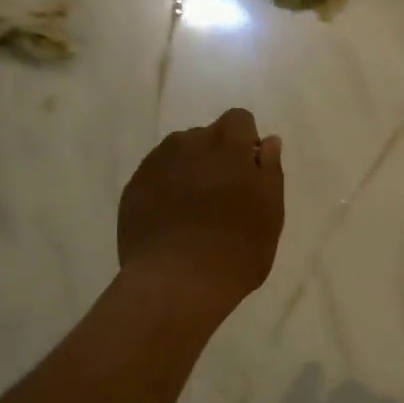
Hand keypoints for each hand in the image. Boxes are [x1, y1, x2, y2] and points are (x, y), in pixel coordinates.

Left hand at [118, 108, 284, 316]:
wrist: (176, 282)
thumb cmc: (237, 249)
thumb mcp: (271, 212)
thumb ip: (269, 169)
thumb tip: (267, 142)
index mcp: (227, 144)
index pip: (239, 120)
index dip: (245, 143)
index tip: (248, 174)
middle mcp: (188, 143)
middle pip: (206, 136)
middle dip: (215, 157)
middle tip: (222, 198)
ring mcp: (155, 164)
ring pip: (177, 154)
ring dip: (188, 171)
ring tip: (193, 212)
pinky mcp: (132, 188)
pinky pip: (155, 177)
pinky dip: (164, 190)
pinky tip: (170, 223)